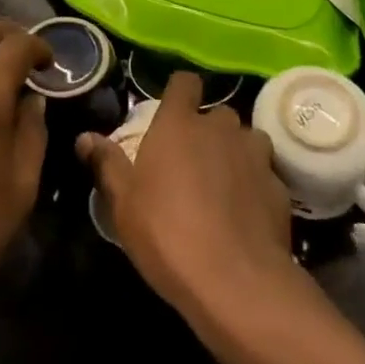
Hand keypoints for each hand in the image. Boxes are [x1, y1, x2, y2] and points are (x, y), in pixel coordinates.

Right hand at [78, 70, 295, 315]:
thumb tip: (85, 137)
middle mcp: (220, 128)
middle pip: (217, 114)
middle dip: (208, 131)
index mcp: (179, 124)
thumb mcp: (124, 204)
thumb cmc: (167, 234)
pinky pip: (265, 174)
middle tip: (193, 163)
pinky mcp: (280, 185)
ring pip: (247, 140)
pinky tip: (246, 216)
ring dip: (237, 155)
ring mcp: (255, 154)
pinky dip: (256, 186)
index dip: (180, 93)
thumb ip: (107, 164)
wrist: (235, 280)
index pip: (184, 82)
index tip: (173, 113)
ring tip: (224, 187)